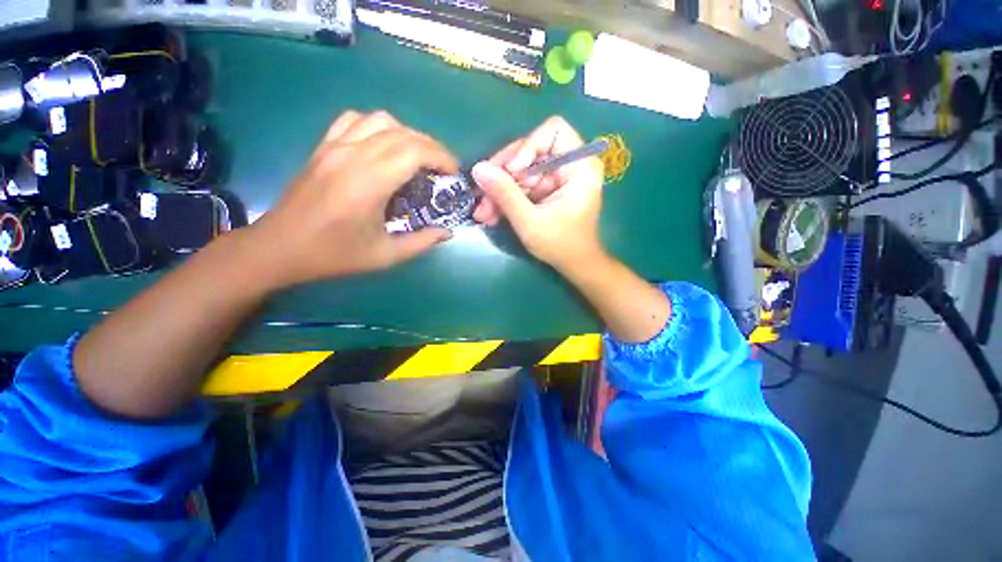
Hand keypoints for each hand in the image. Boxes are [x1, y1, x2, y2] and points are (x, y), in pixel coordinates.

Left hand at [244, 111, 456, 288]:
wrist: (279, 248)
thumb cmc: (334, 255)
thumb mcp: (385, 256)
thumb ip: (421, 243)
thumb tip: (447, 233)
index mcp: (369, 183)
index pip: (414, 151)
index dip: (441, 157)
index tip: (453, 173)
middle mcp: (352, 156)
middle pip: (402, 133)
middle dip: (431, 147)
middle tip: (442, 169)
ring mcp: (334, 147)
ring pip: (379, 120)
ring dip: (406, 134)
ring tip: (416, 157)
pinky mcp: (323, 147)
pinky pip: (354, 120)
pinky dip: (377, 127)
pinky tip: (383, 146)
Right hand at [472, 116, 604, 271]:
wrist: (575, 265)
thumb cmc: (561, 245)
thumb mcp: (530, 222)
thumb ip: (505, 194)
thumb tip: (477, 169)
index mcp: (579, 166)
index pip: (553, 131)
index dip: (527, 146)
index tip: (512, 172)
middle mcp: (570, 165)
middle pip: (530, 150)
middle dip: (504, 174)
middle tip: (483, 194)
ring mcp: (557, 177)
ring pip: (521, 170)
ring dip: (500, 190)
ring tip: (483, 213)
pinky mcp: (547, 189)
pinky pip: (522, 184)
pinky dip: (507, 198)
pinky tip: (491, 214)